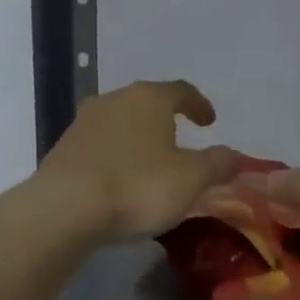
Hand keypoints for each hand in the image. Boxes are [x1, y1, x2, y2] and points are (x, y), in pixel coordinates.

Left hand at [36, 80, 236, 241]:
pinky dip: (114, 156)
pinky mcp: (63, 147)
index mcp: (149, 98)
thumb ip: (217, 164)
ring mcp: (84, 122)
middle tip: (180, 140)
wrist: (64, 208)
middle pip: (147, 102)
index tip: (209, 121)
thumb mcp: (191, 179)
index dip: (199, 105)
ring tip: (149, 162)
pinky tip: (119, 179)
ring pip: (120, 122)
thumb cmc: (137, 186)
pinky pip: (99, 145)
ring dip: (137, 138)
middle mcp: (115, 99)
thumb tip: (237, 156)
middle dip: (165, 119)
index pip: (181, 90)